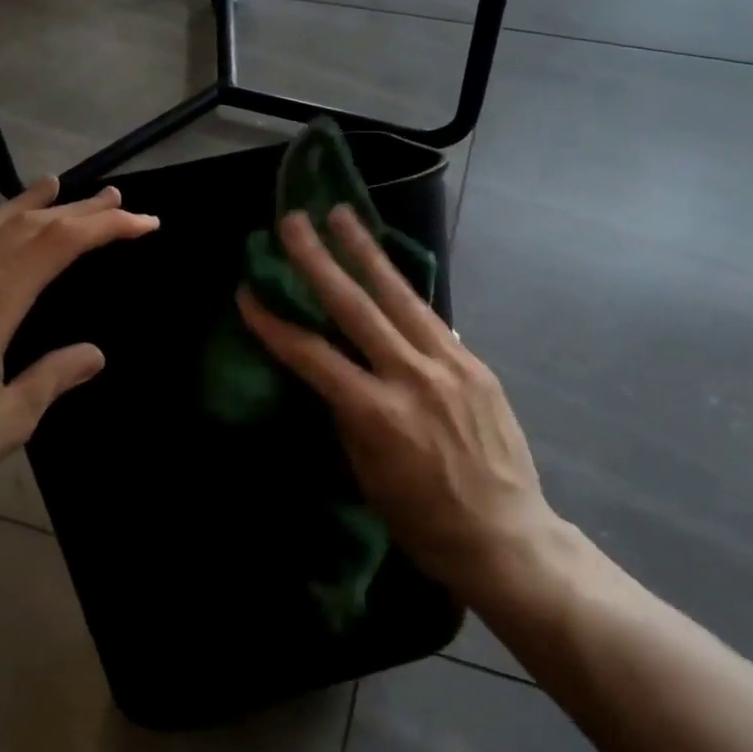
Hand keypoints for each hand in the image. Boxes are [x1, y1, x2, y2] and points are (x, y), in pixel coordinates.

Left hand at [0, 178, 158, 498]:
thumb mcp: (11, 416)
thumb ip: (53, 377)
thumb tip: (95, 354)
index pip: (60, 246)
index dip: (106, 227)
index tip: (144, 222)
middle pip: (29, 227)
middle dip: (78, 209)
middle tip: (114, 196)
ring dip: (23, 203)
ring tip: (51, 183)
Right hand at [237, 206, 556, 597]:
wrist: (506, 535)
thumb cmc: (424, 521)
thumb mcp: (367, 476)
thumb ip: (348, 416)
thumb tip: (334, 373)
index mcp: (377, 414)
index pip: (312, 355)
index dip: (274, 323)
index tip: (246, 292)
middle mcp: (412, 376)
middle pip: (355, 306)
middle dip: (318, 260)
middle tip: (294, 222)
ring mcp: (449, 363)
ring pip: (399, 296)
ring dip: (366, 253)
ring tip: (343, 216)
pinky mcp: (474, 362)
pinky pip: (431, 318)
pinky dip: (403, 292)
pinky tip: (387, 271)